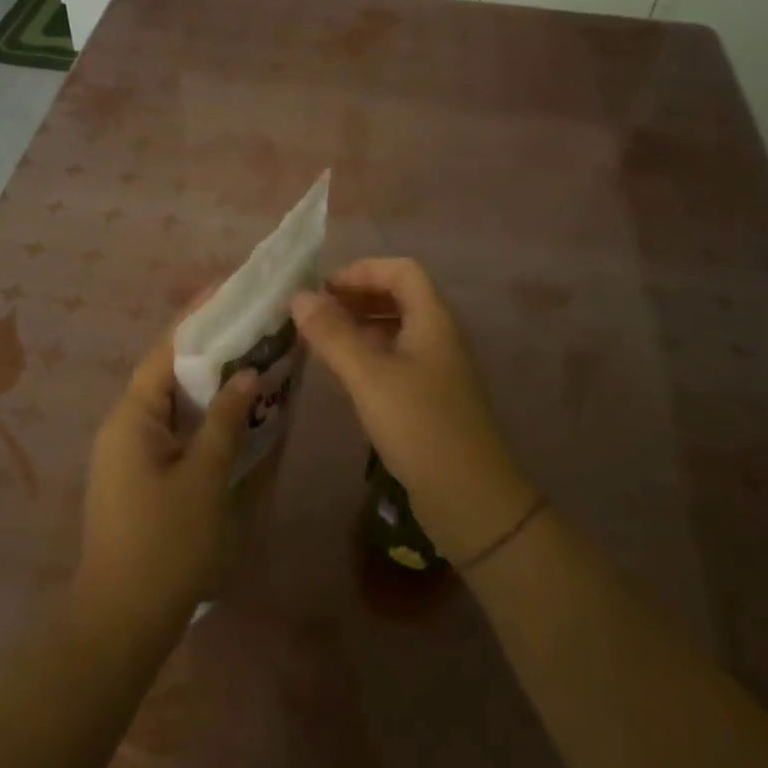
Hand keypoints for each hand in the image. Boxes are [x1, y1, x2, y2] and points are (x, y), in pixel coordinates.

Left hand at [73, 332, 257, 636]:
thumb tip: (246, 374)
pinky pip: (172, 425)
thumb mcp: (203, 479)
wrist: (120, 621)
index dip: (199, 315)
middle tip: (252, 319)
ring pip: (172, 398)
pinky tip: (233, 408)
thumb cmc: (164, 545)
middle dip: (209, 343)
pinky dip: (201, 410)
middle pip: (168, 368)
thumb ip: (225, 421)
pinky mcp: (139, 472)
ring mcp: (128, 449)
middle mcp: (124, 422)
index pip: (167, 349)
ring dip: (207, 378)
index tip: (231, 287)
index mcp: (132, 416)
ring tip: (250, 353)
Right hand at [292, 258, 537, 564]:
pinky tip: (344, 372)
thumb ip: (333, 334)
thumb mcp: (369, 375)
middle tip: (315, 312)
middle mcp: (438, 335)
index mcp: (432, 319)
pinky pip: (395, 358)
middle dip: (356, 296)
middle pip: (398, 296)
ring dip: (359, 325)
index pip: (401, 270)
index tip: (323, 288)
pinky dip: (368, 354)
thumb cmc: (419, 425)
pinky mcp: (429, 397)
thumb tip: (298, 296)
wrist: (469, 497)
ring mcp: (436, 368)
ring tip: (321, 339)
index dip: (362, 270)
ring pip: (395, 329)